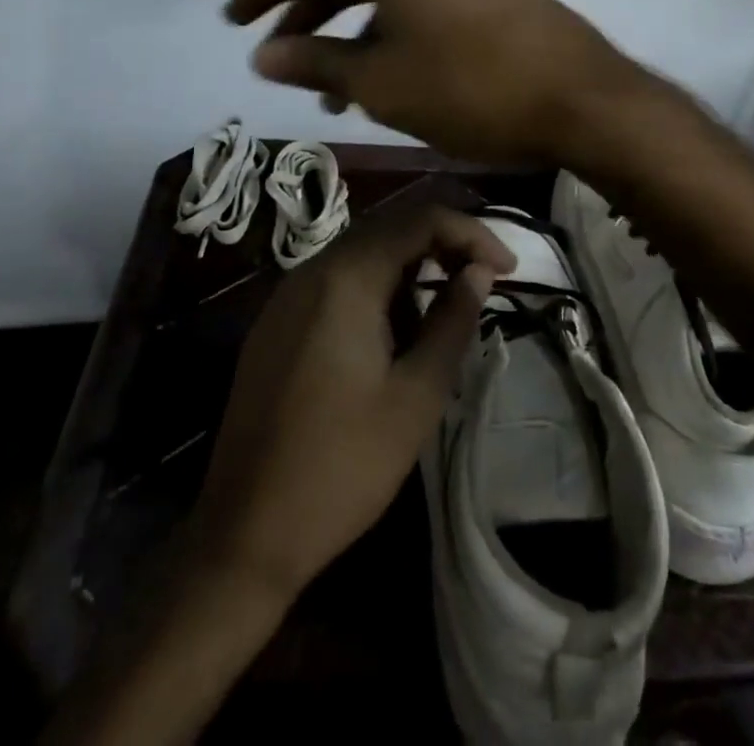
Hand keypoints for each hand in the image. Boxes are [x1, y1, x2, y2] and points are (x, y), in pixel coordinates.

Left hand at [189, 199, 514, 600]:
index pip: (420, 220)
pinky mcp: (276, 323)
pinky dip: (377, 289)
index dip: (471, 233)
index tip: (508, 268)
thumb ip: (452, 321)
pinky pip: (336, 282)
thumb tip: (479, 272)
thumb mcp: (416, 396)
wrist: (245, 532)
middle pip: (389, 228)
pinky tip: (394, 334)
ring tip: (442, 316)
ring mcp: (287, 296)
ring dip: (410, 269)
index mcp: (346, 279)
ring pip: (362, 254)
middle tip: (484, 281)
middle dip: (443, 245)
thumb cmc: (343, 466)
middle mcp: (312, 270)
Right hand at [225, 0, 644, 164]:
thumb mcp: (380, 84)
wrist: (580, 95)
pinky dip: (393, 28)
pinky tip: (389, 70)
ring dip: (354, 31)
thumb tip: (263, 54)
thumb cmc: (469, 89)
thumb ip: (316, 62)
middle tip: (281, 56)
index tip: (230, 20)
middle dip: (309, 16)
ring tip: (334, 88)